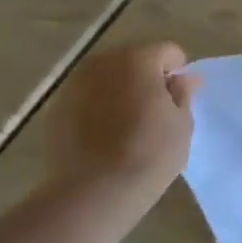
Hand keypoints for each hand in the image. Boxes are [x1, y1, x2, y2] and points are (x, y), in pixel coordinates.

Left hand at [47, 43, 200, 201]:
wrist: (95, 192)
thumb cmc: (150, 154)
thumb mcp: (181, 124)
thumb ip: (182, 93)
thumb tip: (185, 78)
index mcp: (138, 60)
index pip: (167, 51)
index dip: (178, 70)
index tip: (180, 96)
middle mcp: (103, 63)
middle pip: (133, 58)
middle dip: (147, 76)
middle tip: (156, 108)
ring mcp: (74, 85)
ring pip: (107, 77)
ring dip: (120, 89)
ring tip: (129, 121)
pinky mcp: (56, 109)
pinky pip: (86, 97)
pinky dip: (98, 105)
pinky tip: (105, 133)